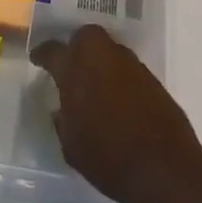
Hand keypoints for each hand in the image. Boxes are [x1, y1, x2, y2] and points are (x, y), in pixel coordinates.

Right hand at [30, 26, 201, 202]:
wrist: (164, 166)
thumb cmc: (107, 157)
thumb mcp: (71, 145)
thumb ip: (63, 121)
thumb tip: (62, 110)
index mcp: (75, 70)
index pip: (52, 51)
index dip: (42, 54)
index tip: (37, 58)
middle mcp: (102, 58)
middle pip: (86, 36)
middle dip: (76, 45)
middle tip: (71, 65)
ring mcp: (131, 65)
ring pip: (109, 49)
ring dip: (99, 61)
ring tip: (94, 84)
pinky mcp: (152, 78)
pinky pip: (127, 68)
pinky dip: (118, 76)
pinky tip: (116, 97)